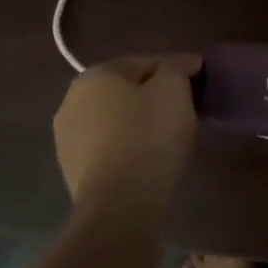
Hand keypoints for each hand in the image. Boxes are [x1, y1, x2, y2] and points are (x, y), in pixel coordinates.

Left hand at [52, 54, 201, 221]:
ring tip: (170, 138)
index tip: (199, 85)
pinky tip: (149, 160)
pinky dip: (129, 147)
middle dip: (156, 96)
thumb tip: (185, 62)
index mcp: (95, 75)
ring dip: (141, 122)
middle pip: (127, 90)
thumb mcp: (173, 89)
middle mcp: (72, 101)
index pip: (146, 62)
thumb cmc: (149, 136)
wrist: (120, 205)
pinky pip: (110, 147)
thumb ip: (178, 67)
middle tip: (187, 111)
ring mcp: (68, 139)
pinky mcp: (74, 170)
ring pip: (117, 120)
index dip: (177, 71)